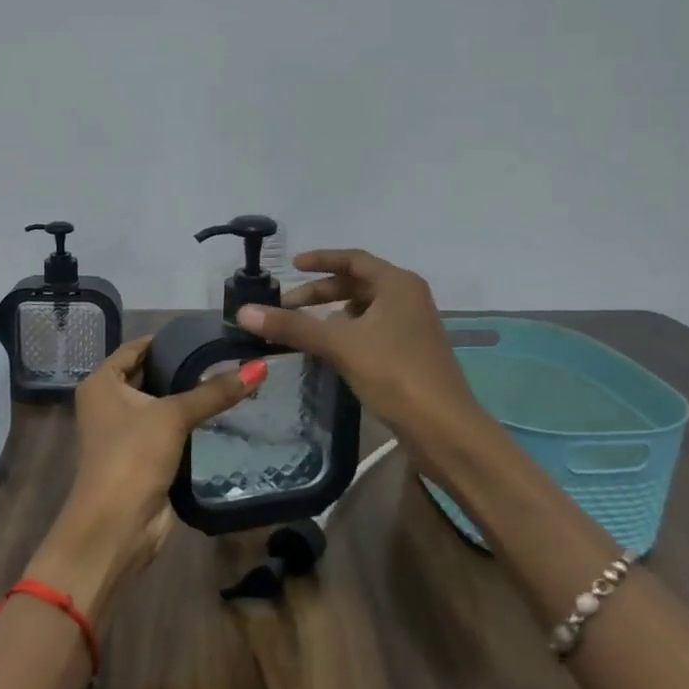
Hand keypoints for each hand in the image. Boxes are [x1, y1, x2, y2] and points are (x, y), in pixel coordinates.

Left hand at [27, 336, 259, 621]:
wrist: (116, 526)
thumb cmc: (132, 457)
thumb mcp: (173, 416)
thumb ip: (215, 392)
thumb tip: (259, 367)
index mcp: (101, 383)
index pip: (136, 348)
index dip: (168, 339)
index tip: (206, 332)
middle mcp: (108, 402)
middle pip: (150, 374)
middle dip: (183, 367)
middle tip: (226, 354)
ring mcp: (124, 431)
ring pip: (161, 404)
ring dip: (189, 396)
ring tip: (231, 378)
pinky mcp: (142, 456)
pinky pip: (168, 429)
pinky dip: (190, 422)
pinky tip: (222, 412)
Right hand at [235, 249, 486, 453]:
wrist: (444, 429)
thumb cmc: (395, 374)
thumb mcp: (340, 345)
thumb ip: (293, 327)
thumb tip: (244, 312)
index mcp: (398, 284)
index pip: (353, 259)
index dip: (321, 260)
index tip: (291, 266)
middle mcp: (408, 298)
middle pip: (357, 283)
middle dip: (321, 292)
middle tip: (288, 306)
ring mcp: (412, 326)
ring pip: (364, 309)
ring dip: (333, 314)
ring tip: (303, 328)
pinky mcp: (410, 352)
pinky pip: (372, 330)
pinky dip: (347, 332)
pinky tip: (330, 350)